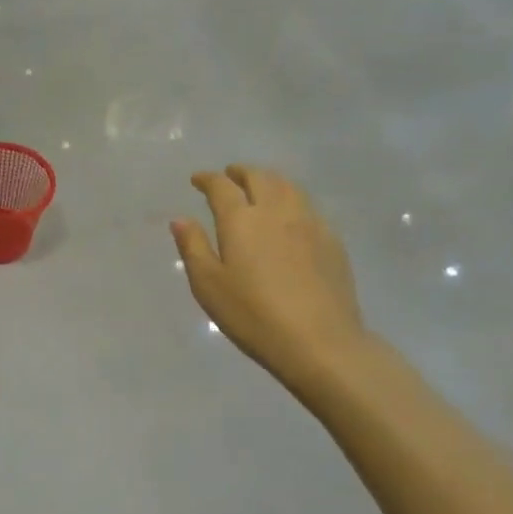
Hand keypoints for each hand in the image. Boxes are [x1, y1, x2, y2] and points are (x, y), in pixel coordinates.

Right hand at [172, 166, 370, 380]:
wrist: (320, 341)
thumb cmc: (253, 315)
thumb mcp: (209, 285)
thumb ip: (193, 247)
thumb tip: (180, 219)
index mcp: (241, 219)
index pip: (221, 186)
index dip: (207, 179)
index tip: (197, 179)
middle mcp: (276, 210)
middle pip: (259, 177)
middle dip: (240, 172)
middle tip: (230, 176)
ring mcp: (309, 222)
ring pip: (288, 186)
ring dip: (269, 180)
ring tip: (260, 187)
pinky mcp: (331, 240)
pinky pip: (308, 206)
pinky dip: (292, 199)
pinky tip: (290, 215)